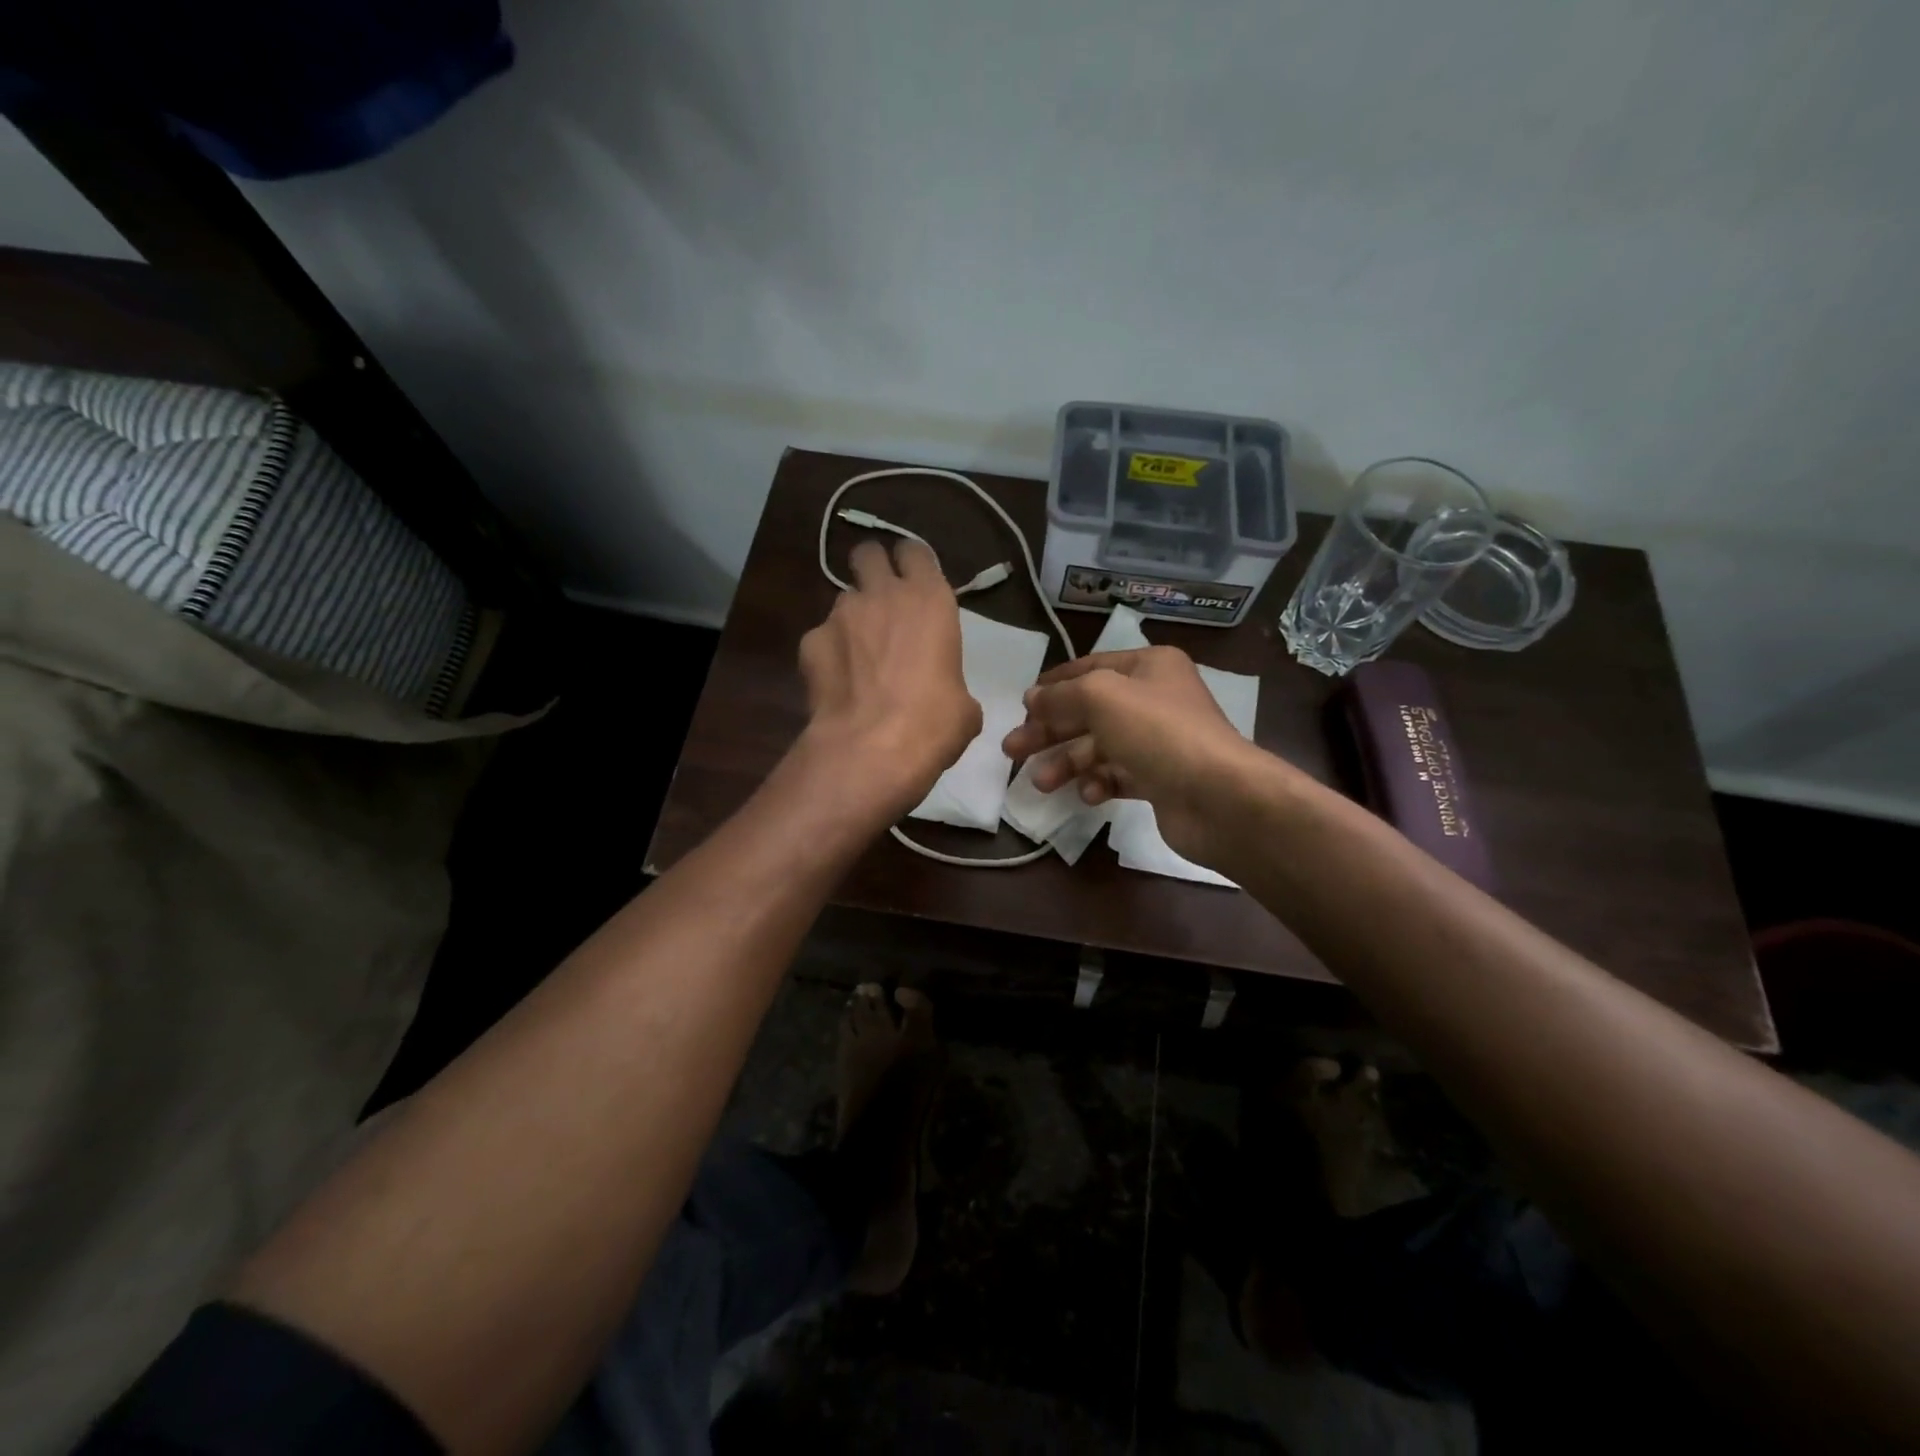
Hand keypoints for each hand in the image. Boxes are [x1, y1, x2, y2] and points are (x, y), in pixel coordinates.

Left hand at [798, 539, 981, 815]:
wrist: (873, 749)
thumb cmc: (934, 724)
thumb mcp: (963, 704)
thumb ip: (949, 679)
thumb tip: (943, 695)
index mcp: (929, 600)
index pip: (914, 551)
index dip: (912, 564)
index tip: (914, 584)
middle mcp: (882, 595)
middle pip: (867, 554)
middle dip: (872, 571)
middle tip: (881, 603)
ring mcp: (840, 615)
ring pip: (843, 599)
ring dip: (852, 619)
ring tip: (858, 658)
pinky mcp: (810, 642)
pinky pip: (820, 638)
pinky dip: (828, 654)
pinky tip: (836, 685)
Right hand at [1002, 645, 1288, 865]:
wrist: (1219, 797)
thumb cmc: (1158, 732)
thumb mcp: (1101, 697)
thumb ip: (1061, 695)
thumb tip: (1032, 699)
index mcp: (1148, 667)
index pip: (1090, 668)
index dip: (1054, 685)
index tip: (1021, 705)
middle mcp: (1155, 699)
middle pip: (1089, 711)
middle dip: (1049, 730)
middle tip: (1011, 749)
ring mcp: (1159, 741)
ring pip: (1100, 747)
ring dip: (1067, 762)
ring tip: (1041, 782)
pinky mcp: (1161, 780)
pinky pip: (1118, 776)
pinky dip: (1099, 783)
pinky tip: (1088, 794)